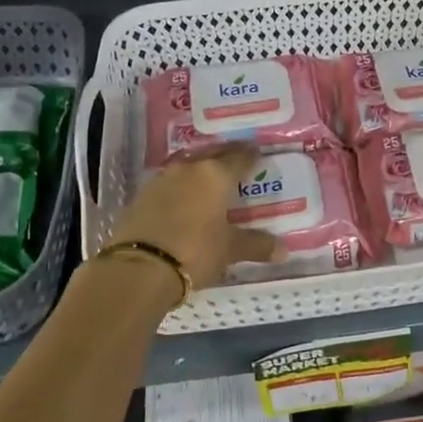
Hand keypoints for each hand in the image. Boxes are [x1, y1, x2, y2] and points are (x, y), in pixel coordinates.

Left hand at [105, 147, 282, 288]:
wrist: (139, 268)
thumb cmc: (194, 251)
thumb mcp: (229, 250)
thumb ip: (256, 245)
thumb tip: (283, 250)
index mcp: (215, 175)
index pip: (239, 157)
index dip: (251, 156)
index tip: (258, 154)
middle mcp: (188, 169)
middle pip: (211, 154)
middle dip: (225, 155)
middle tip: (236, 159)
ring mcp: (161, 181)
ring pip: (187, 167)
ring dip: (199, 170)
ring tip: (210, 178)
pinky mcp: (141, 197)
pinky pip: (168, 184)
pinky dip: (180, 188)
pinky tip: (183, 198)